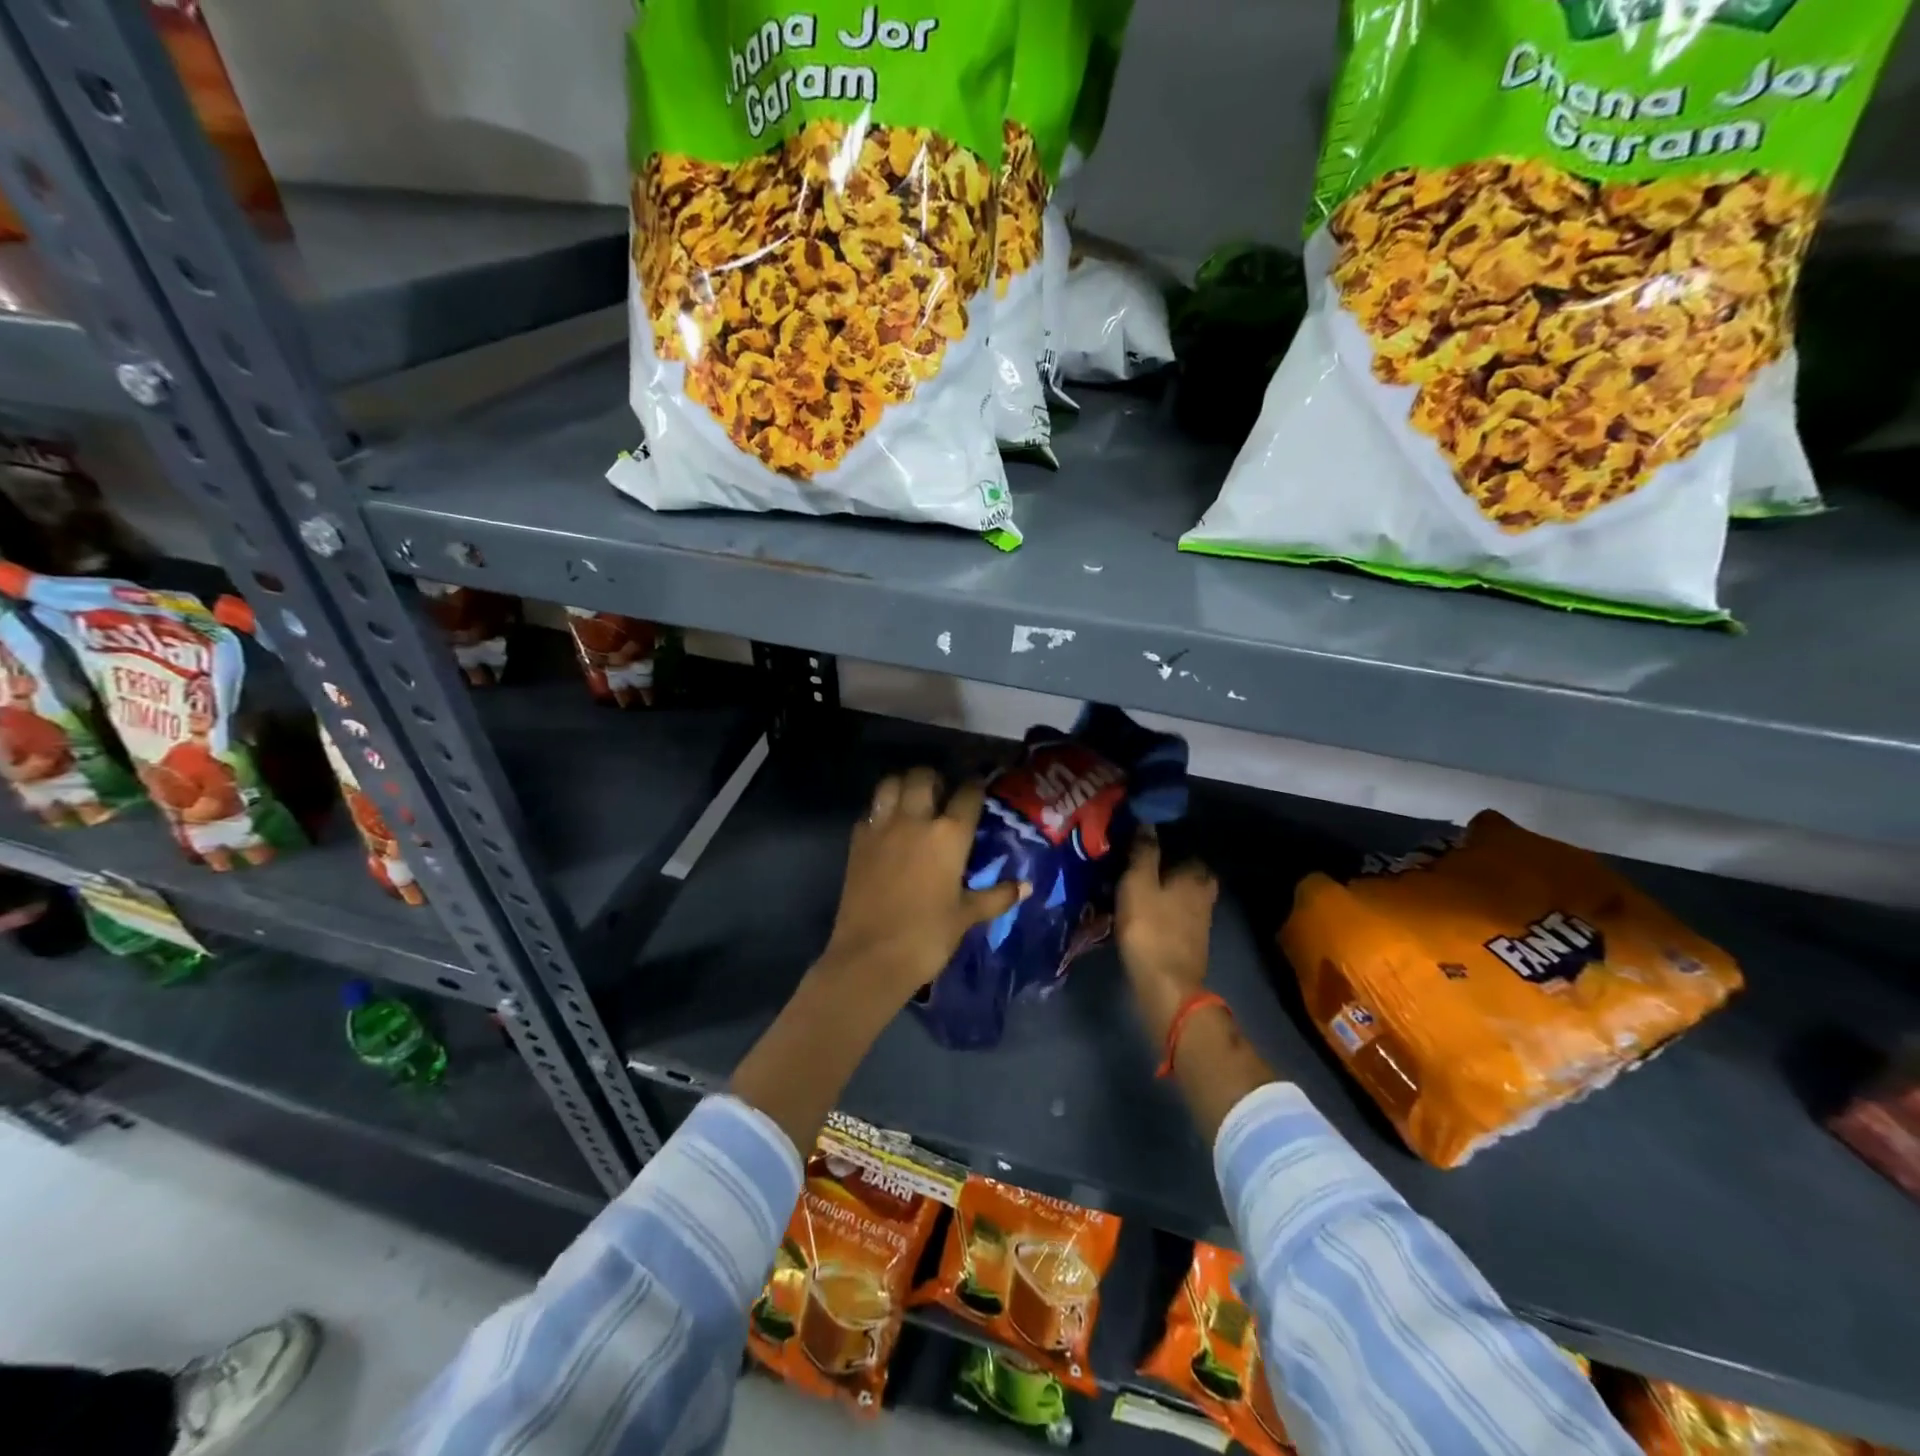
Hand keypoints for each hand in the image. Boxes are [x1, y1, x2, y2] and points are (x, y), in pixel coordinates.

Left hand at [818, 768, 1028, 1008]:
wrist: (870, 957)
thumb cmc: (927, 937)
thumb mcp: (966, 916)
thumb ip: (996, 896)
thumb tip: (1026, 886)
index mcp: (949, 835)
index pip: (968, 794)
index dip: (976, 787)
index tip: (979, 789)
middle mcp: (915, 820)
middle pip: (923, 776)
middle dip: (935, 778)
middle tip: (941, 794)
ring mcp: (881, 828)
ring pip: (891, 783)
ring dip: (903, 785)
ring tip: (912, 800)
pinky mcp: (857, 841)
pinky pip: (870, 811)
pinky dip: (880, 810)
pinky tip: (887, 827)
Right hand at [1115, 831, 1217, 1042]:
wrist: (1166, 986)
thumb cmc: (1150, 928)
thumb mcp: (1137, 883)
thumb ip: (1144, 852)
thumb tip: (1147, 822)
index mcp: (1195, 874)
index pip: (1185, 844)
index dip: (1164, 838)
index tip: (1142, 836)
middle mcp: (1204, 892)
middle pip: (1184, 869)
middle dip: (1165, 864)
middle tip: (1137, 860)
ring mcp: (1200, 918)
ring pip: (1180, 891)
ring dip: (1163, 886)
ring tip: (1134, 883)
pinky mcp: (1190, 939)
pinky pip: (1175, 911)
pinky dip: (1162, 906)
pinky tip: (1143, 907)